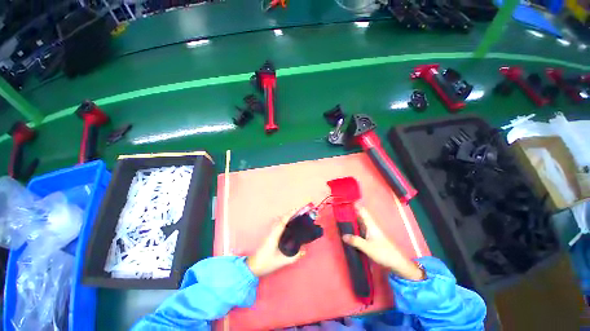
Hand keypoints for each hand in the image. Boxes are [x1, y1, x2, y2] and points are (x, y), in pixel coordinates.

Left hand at [247, 210, 304, 276]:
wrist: (253, 266)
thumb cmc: (266, 262)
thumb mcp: (282, 261)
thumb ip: (294, 256)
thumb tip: (304, 250)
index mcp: (274, 235)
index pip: (282, 221)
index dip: (290, 214)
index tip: (296, 209)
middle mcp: (271, 231)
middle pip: (280, 219)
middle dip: (289, 214)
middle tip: (298, 212)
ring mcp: (269, 233)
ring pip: (278, 221)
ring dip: (285, 217)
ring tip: (294, 217)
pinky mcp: (269, 235)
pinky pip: (276, 224)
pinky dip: (282, 221)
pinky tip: (286, 225)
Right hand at [342, 205, 424, 280]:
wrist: (398, 263)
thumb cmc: (384, 253)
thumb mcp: (367, 247)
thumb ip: (355, 241)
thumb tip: (343, 236)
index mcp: (371, 224)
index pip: (362, 211)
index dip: (355, 206)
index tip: (345, 203)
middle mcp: (372, 226)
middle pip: (360, 216)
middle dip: (351, 213)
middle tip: (339, 212)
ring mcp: (373, 232)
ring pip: (361, 223)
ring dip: (353, 221)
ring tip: (342, 221)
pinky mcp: (373, 238)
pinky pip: (362, 230)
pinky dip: (356, 229)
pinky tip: (350, 232)